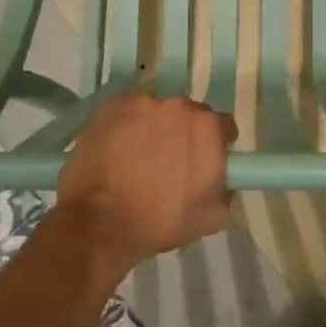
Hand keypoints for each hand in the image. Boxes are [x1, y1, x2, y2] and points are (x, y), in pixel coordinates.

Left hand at [56, 91, 238, 274]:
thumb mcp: (211, 217)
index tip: (203, 159)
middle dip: (183, 132)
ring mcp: (142, 102)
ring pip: (156, 110)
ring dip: (153, 126)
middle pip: (188, 113)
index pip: (222, 125)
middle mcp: (179, 106)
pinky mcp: (111, 105)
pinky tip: (116, 147)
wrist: (99, 223)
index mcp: (207, 128)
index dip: (215, 143)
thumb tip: (223, 178)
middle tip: (168, 159)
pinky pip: (127, 110)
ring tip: (137, 154)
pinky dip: (126, 124)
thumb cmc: (159, 222)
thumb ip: (226, 189)